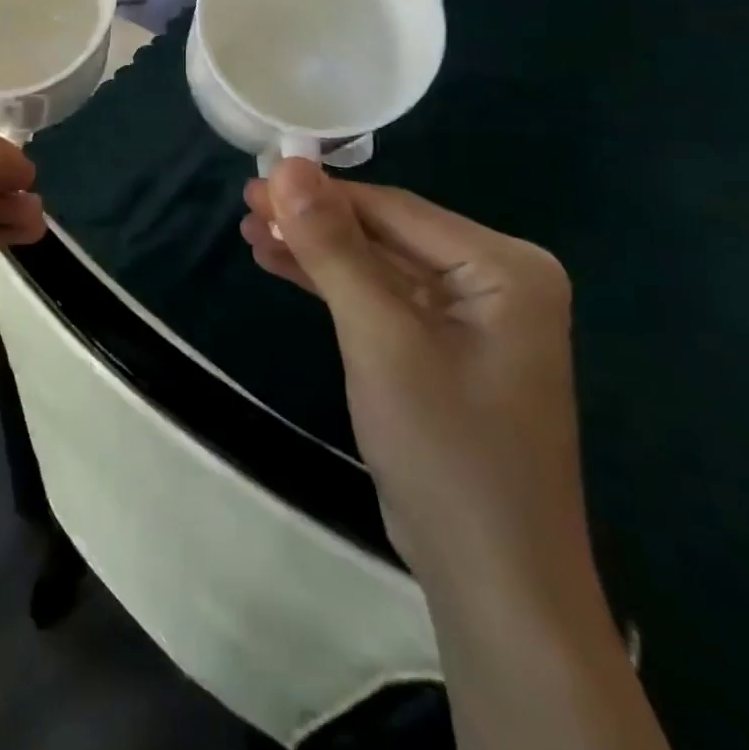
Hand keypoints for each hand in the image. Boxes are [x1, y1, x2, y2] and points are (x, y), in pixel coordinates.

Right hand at [243, 162, 585, 591]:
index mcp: (504, 266)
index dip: (320, 193)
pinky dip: (332, 285)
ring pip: (377, 265)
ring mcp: (471, 316)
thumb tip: (289, 167)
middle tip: (244, 208)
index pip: (394, 209)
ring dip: (315, 251)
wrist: (492, 582)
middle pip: (385, 233)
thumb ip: (333, 247)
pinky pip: (381, 299)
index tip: (254, 183)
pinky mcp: (444, 347)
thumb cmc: (444, 448)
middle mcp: (496, 280)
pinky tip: (282, 265)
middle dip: (313, 223)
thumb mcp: (379, 337)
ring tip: (250, 233)